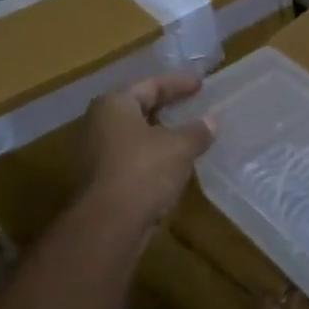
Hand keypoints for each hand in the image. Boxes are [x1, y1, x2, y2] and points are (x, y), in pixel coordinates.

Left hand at [77, 73, 214, 227]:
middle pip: (139, 108)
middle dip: (167, 108)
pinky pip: (132, 158)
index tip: (201, 84)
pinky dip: (153, 157)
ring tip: (187, 135)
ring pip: (135, 136)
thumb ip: (197, 131)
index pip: (150, 85)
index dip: (178, 84)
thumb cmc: (144, 171)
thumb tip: (211, 122)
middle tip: (193, 105)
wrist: (109, 225)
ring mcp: (96, 153)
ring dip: (160, 135)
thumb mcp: (179, 147)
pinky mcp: (101, 180)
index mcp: (114, 104)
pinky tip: (174, 164)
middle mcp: (99, 123)